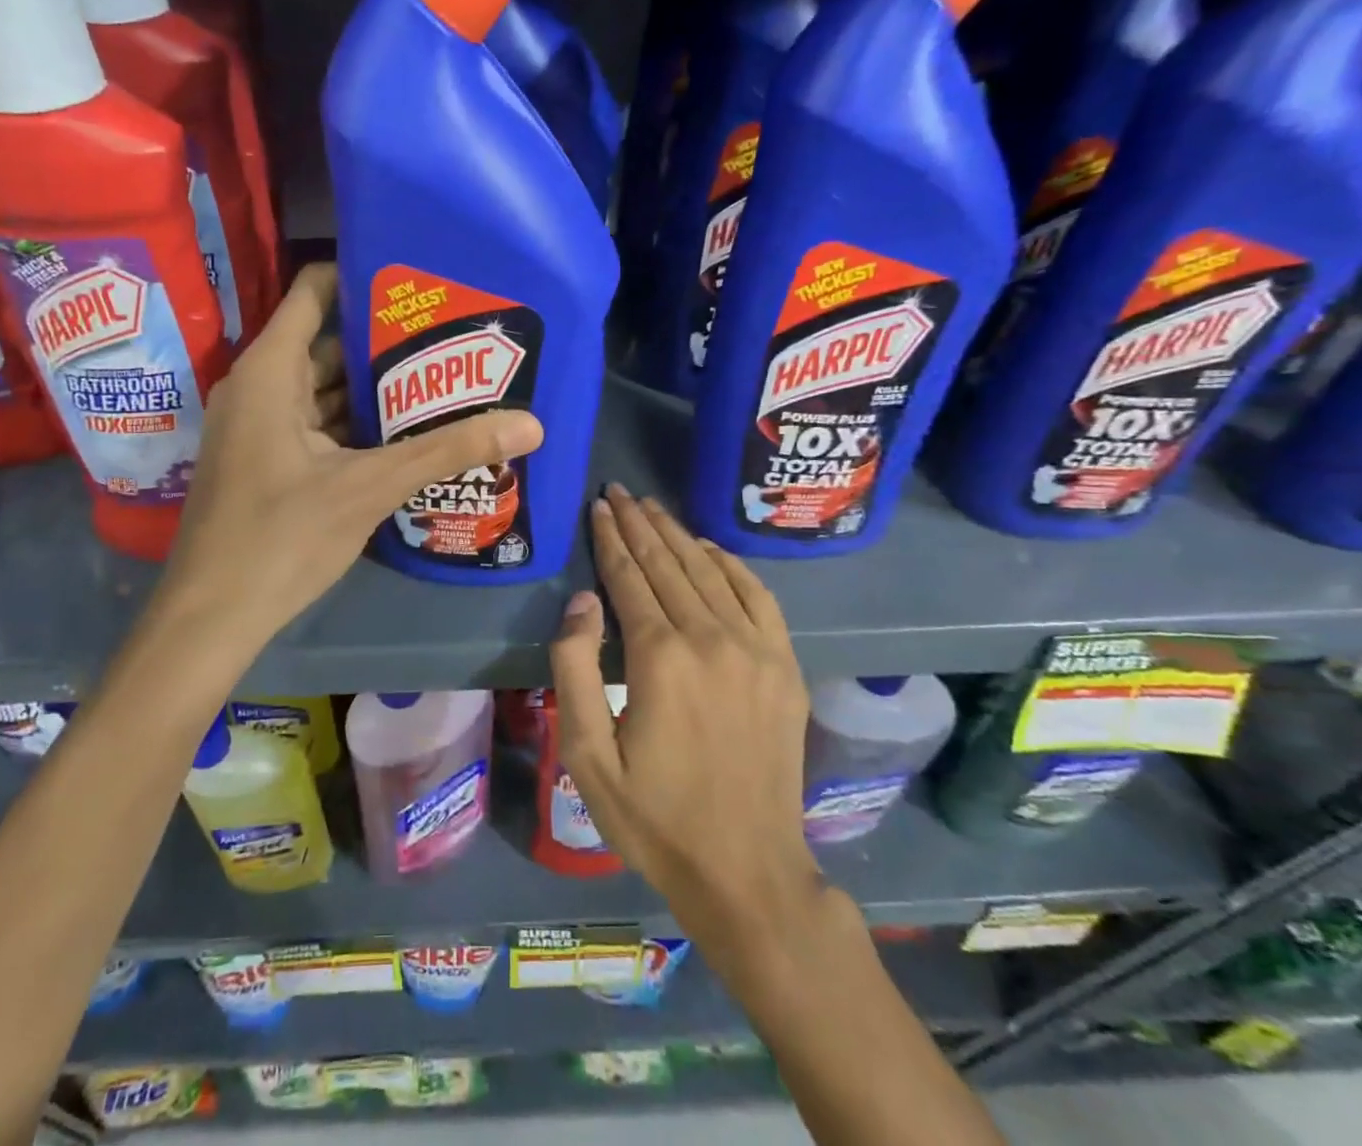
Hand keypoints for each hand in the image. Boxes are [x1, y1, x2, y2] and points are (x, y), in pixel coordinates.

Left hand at [154, 263, 543, 655]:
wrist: (212, 617)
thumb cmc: (280, 538)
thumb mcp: (369, 488)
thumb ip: (447, 451)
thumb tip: (531, 425)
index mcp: (270, 371)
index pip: (315, 291)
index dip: (364, 276)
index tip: (421, 280)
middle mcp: (260, 387)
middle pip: (329, 341)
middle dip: (388, 339)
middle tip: (454, 334)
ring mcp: (261, 426)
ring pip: (326, 388)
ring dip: (378, 386)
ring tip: (445, 376)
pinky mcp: (269, 460)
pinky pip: (320, 423)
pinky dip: (359, 423)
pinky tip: (408, 431)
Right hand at [549, 484, 821, 956]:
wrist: (746, 871)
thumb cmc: (653, 816)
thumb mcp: (587, 755)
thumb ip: (576, 669)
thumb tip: (582, 601)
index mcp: (660, 657)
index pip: (629, 576)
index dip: (610, 538)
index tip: (598, 506)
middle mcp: (711, 638)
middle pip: (669, 563)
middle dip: (639, 523)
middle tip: (619, 491)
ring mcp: (757, 650)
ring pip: (710, 571)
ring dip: (678, 534)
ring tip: (652, 507)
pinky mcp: (785, 667)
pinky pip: (758, 596)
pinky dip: (731, 564)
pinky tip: (710, 549)